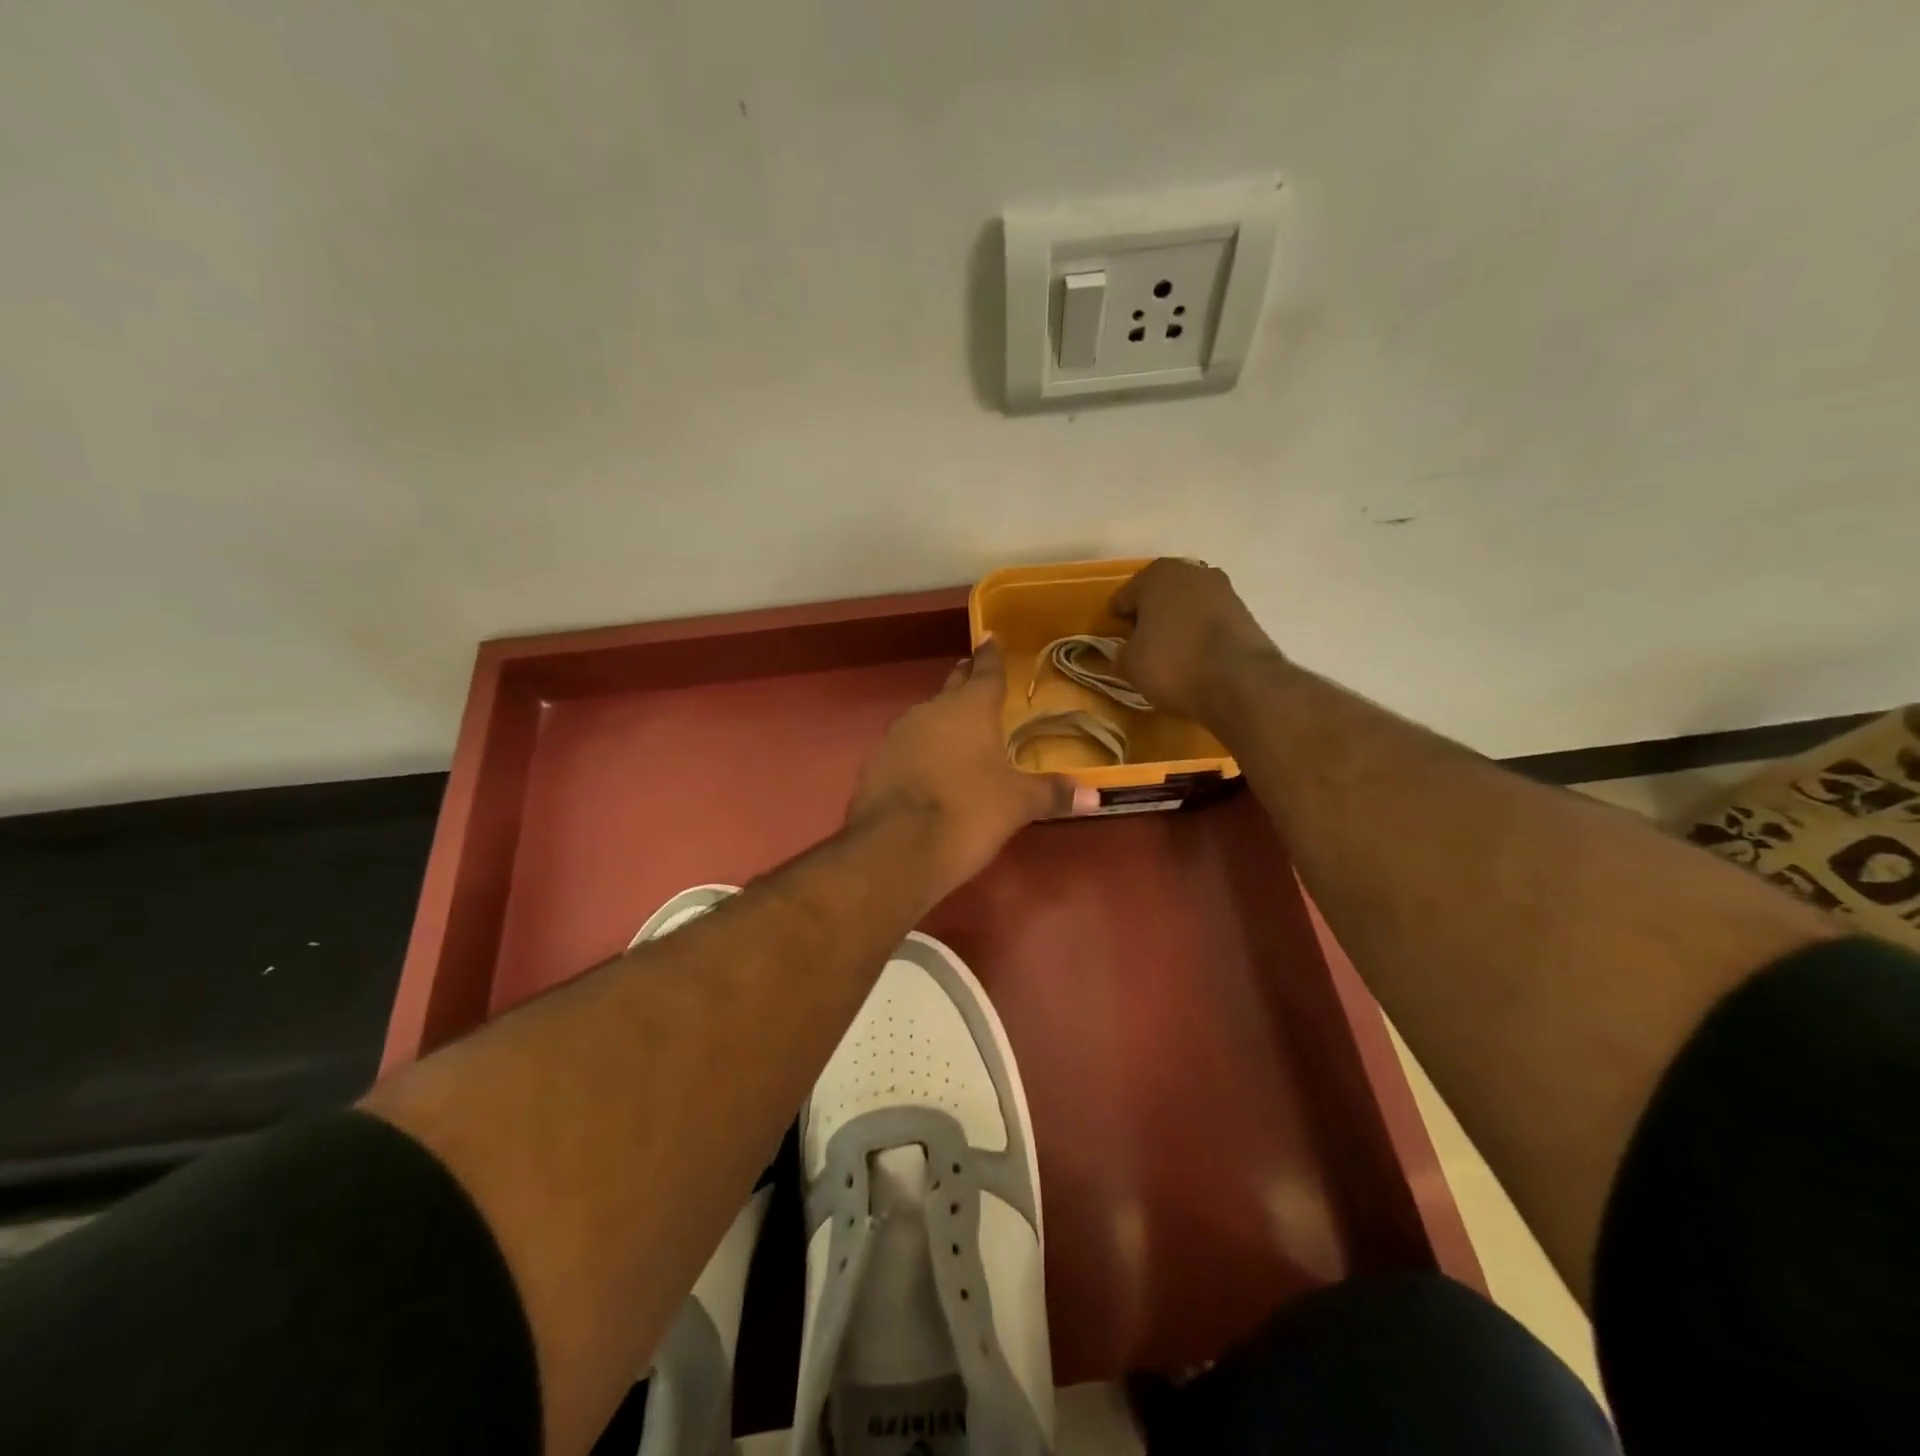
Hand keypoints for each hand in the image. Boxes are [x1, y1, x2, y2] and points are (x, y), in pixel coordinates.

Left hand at [848, 639, 1092, 900]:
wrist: (896, 849)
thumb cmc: (968, 813)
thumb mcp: (1017, 805)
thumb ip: (1053, 794)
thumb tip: (1096, 796)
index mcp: (970, 708)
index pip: (985, 671)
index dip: (991, 655)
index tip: (989, 636)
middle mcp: (931, 710)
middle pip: (952, 688)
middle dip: (965, 681)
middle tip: (974, 675)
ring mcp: (898, 734)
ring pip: (926, 716)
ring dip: (941, 719)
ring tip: (956, 731)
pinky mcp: (876, 761)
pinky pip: (905, 746)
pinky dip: (919, 750)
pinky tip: (926, 769)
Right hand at [1109, 558, 1283, 722]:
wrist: (1240, 681)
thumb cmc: (1173, 664)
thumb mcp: (1130, 665)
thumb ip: (1121, 653)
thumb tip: (1127, 652)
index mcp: (1155, 575)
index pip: (1124, 597)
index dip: (1118, 621)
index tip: (1118, 643)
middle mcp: (1190, 571)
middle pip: (1159, 595)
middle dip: (1150, 616)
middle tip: (1143, 646)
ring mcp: (1222, 589)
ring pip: (1187, 605)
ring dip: (1178, 623)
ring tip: (1172, 654)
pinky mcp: (1245, 611)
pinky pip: (1210, 620)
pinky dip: (1201, 633)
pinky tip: (1197, 658)